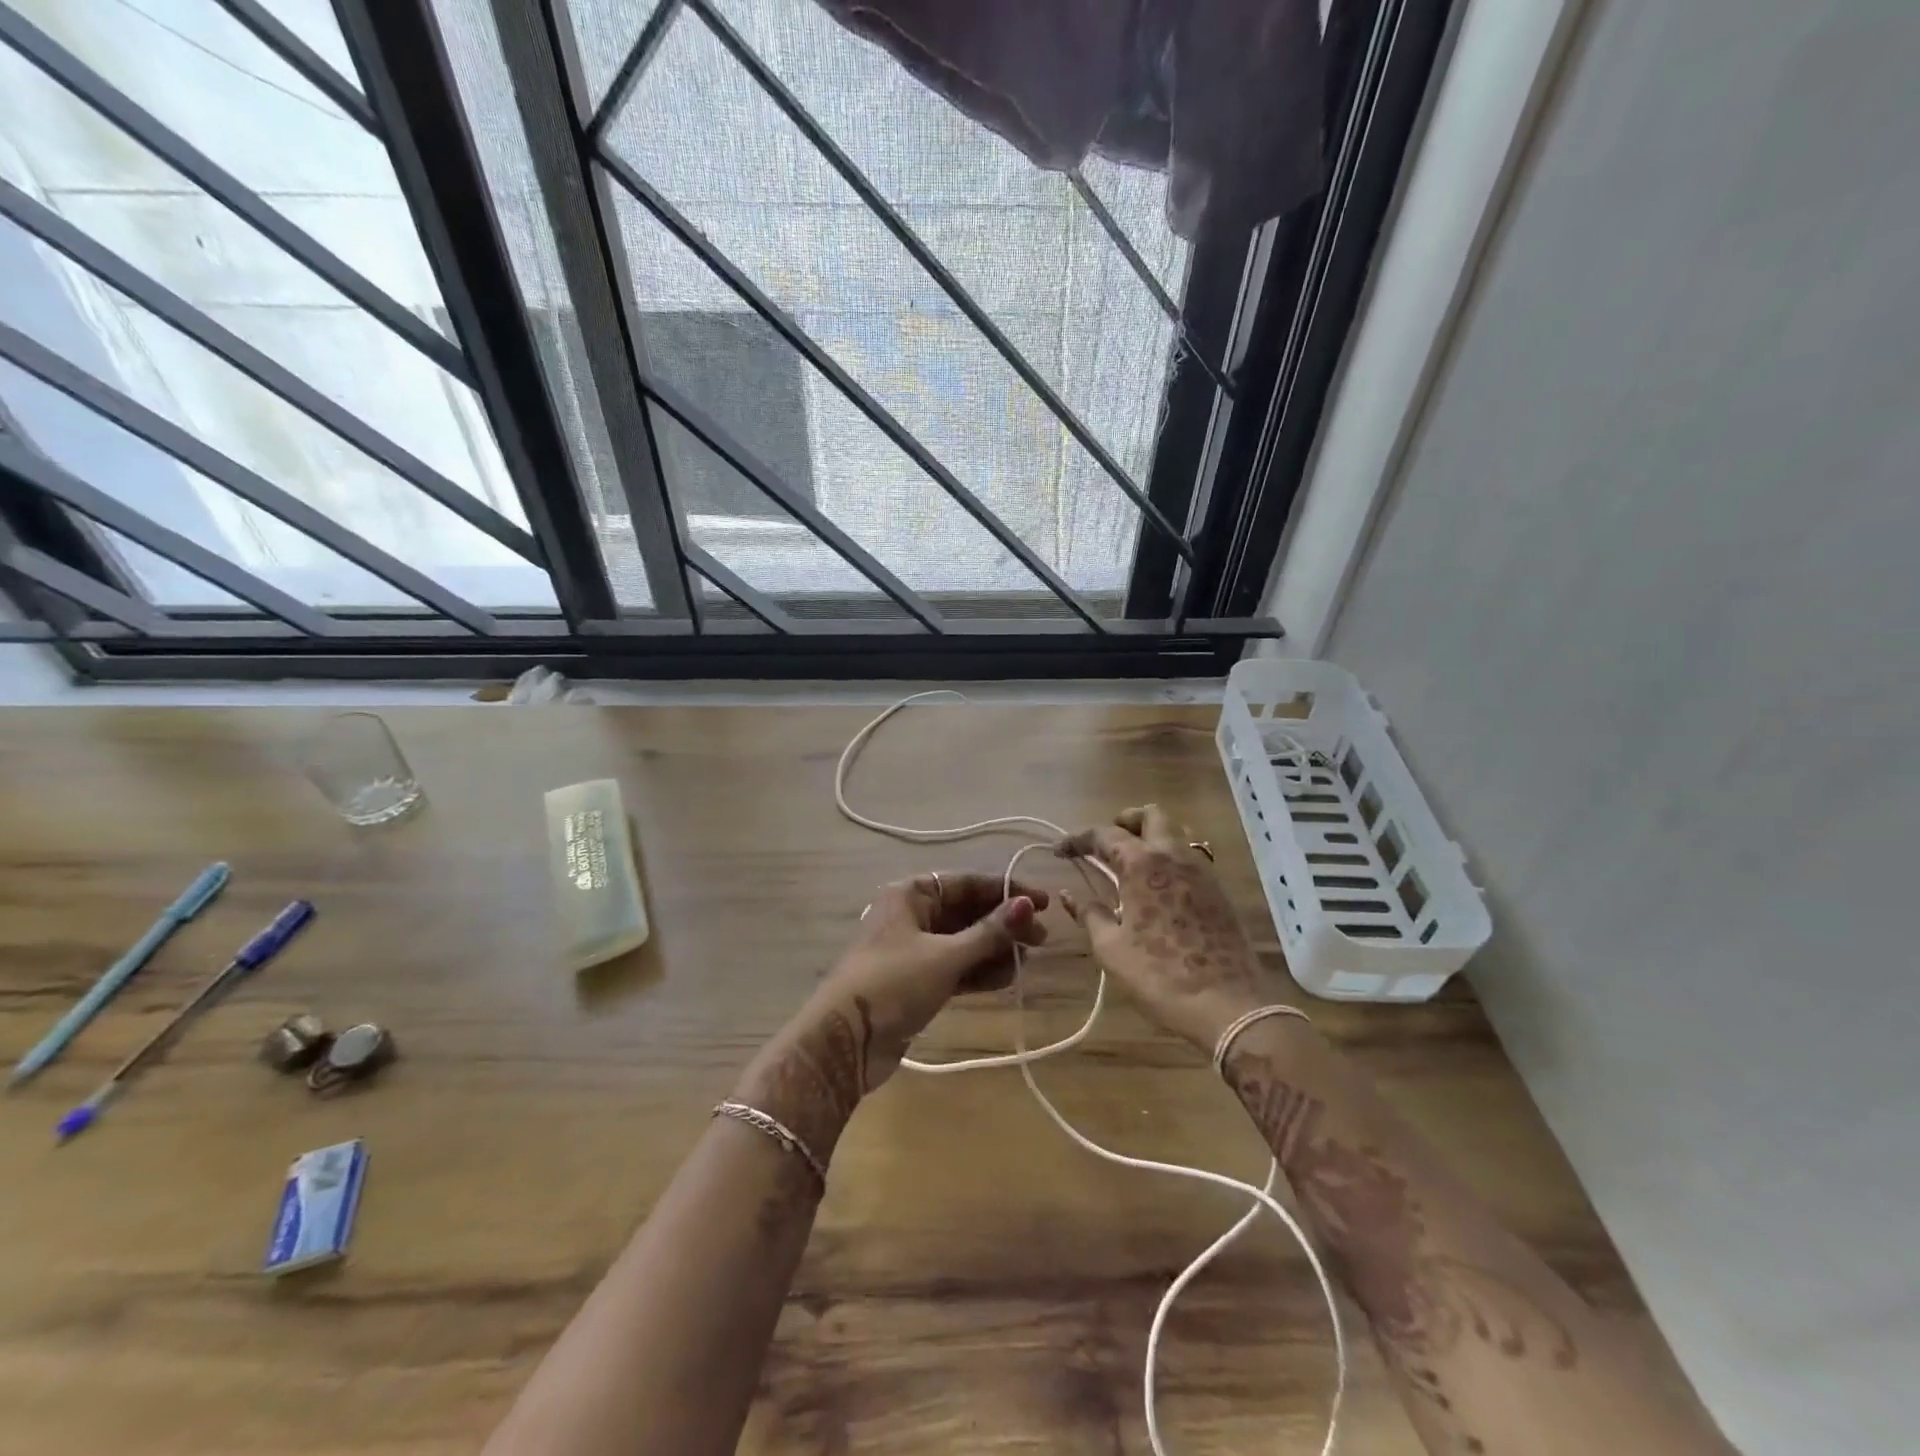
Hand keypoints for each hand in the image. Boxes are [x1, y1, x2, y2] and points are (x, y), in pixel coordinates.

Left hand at [735, 873, 1047, 1162]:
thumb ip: (989, 932)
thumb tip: (1027, 905)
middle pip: (968, 912)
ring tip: (1027, 962)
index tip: (1043, 903)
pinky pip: (956, 967)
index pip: (968, 883)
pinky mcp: (917, 982)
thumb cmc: (893, 983)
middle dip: (1004, 925)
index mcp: (912, 894)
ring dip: (994, 950)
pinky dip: (979, 972)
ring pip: (964, 942)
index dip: (1007, 892)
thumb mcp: (946, 955)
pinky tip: (1006, 979)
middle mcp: (913, 915)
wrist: (845, 1041)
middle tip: (1041, 939)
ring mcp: (915, 950)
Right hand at [1057, 805, 1278, 1049]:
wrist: (1228, 1006)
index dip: (1078, 839)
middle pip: (1151, 815)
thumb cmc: (1159, 975)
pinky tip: (1158, 885)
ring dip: (1151, 835)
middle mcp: (1174, 855)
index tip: (1060, 851)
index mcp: (1142, 863)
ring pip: (1176, 831)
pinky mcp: (1219, 889)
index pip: (1104, 834)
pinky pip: (1191, 855)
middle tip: (1106, 844)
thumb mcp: (1111, 948)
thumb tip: (1070, 894)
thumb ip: (1089, 914)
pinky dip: (1170, 856)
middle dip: (1124, 821)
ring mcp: (1202, 870)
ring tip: (1131, 862)